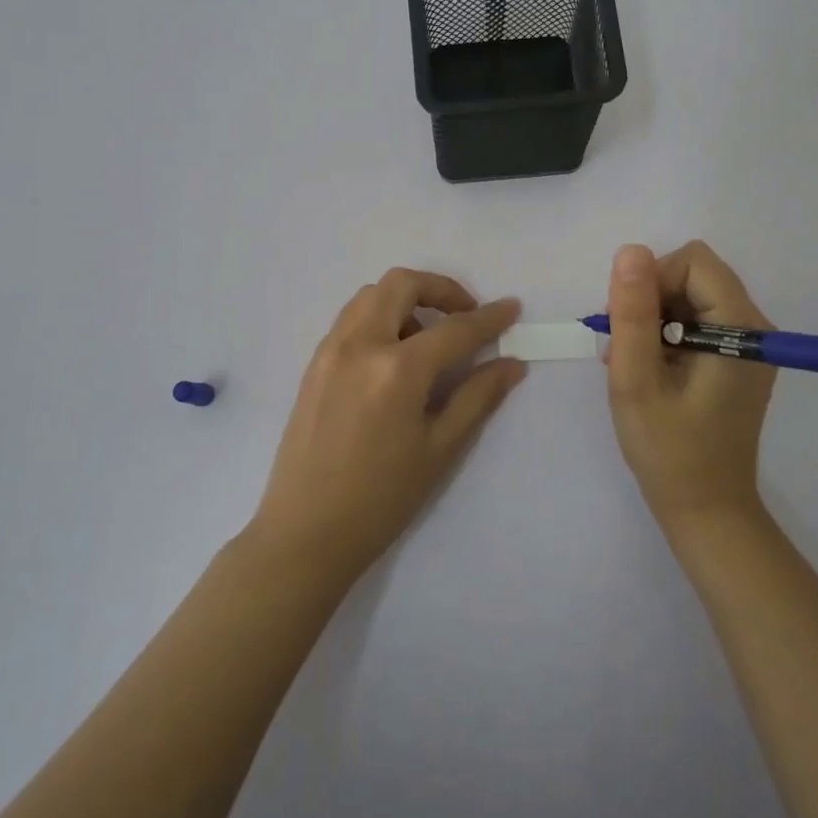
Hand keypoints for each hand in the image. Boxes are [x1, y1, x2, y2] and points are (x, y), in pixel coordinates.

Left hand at [250, 269, 525, 581]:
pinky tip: (394, 356)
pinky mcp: (313, 364)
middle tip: (465, 316)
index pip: (454, 329)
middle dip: (441, 289)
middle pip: (402, 284)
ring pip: (370, 294)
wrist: (305, 533)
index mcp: (397, 370)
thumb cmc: (381, 499)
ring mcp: (329, 351)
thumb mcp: (439, 450)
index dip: (488, 318)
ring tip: (428, 337)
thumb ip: (477, 397)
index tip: (511, 308)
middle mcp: (359, 345)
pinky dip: (379, 316)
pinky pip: (350, 318)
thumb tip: (512, 363)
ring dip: (406, 300)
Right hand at [604, 241, 776, 531]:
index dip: (651, 281)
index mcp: (739, 328)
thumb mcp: (637, 380)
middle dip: (649, 300)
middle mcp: (753, 328)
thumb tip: (631, 251)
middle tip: (622, 347)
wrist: (706, 510)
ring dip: (653, 319)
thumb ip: (633, 313)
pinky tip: (647, 370)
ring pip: (691, 298)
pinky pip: (697, 323)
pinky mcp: (736, 361)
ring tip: (631, 364)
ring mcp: (747, 346)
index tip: (626, 324)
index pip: (692, 262)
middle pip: (694, 276)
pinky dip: (666, 336)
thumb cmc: (669, 451)